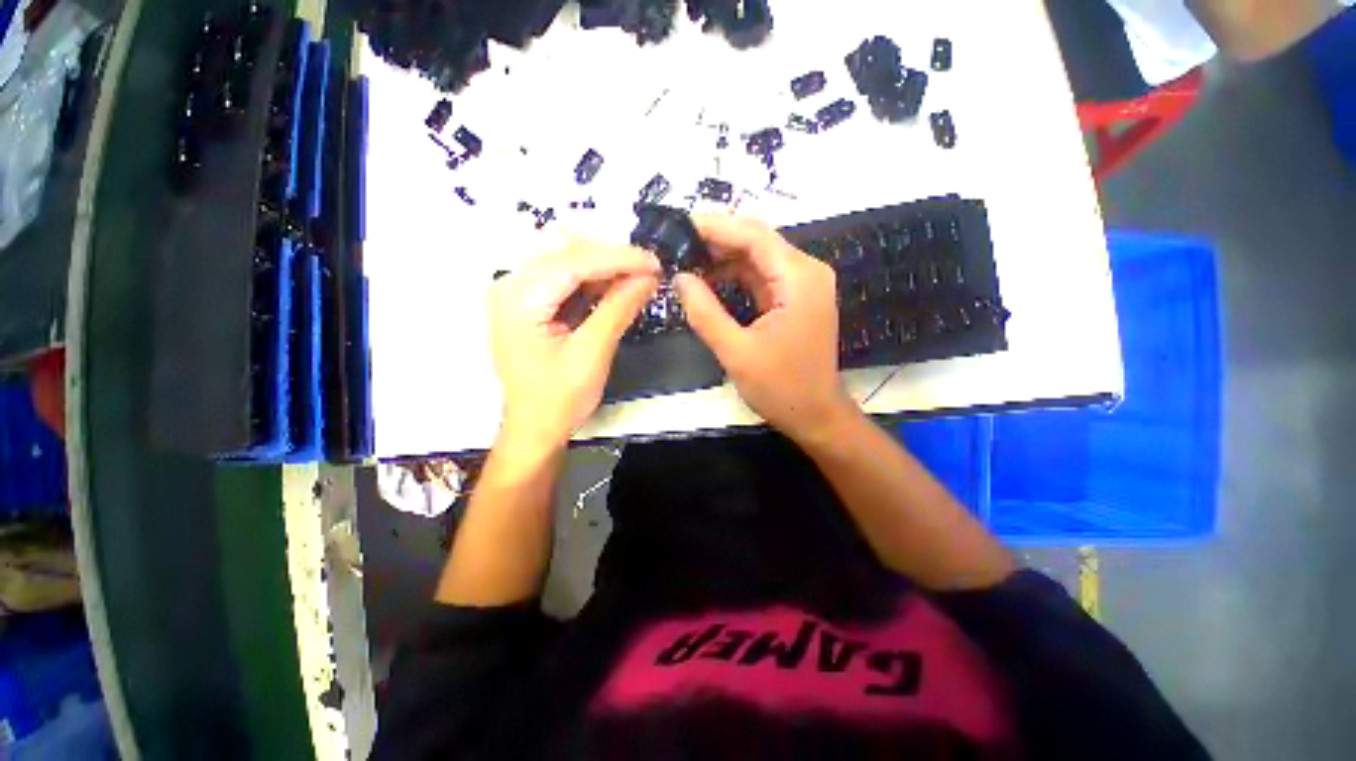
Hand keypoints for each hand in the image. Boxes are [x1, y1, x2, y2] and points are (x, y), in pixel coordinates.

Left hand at [490, 240, 659, 449]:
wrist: (535, 427)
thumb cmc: (559, 399)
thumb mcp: (592, 354)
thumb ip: (618, 309)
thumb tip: (649, 277)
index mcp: (520, 298)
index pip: (575, 261)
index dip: (620, 258)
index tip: (656, 263)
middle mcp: (512, 284)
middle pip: (569, 253)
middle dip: (613, 260)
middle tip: (650, 273)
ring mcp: (518, 291)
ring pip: (569, 261)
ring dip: (606, 268)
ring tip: (638, 281)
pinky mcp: (529, 302)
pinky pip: (565, 278)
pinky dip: (594, 281)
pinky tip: (616, 289)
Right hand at [674, 215, 856, 443]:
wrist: (815, 415)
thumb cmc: (780, 388)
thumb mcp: (736, 352)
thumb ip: (705, 312)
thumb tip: (679, 278)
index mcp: (798, 278)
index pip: (753, 235)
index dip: (715, 226)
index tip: (679, 226)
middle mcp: (805, 272)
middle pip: (757, 241)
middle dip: (717, 240)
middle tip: (677, 244)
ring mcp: (802, 285)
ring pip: (757, 257)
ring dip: (723, 258)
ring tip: (686, 261)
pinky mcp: (794, 299)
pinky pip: (761, 276)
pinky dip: (735, 275)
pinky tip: (709, 279)